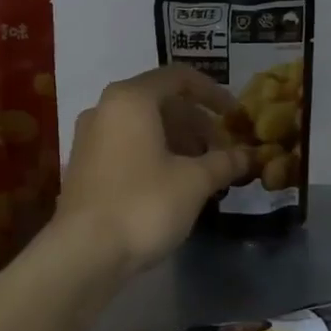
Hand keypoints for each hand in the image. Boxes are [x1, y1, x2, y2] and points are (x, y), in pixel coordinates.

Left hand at [55, 66, 250, 274]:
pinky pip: (126, 145)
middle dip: (196, 122)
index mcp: (131, 98)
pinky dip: (153, 153)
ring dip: (177, 139)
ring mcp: (89, 137)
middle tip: (221, 150)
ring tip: (202, 169)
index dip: (213, 93)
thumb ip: (223, 162)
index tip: (235, 116)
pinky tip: (172, 183)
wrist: (83, 253)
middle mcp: (105, 108)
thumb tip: (247, 156)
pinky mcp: (83, 165)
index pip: (179, 77)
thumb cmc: (144, 203)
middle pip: (160, 101)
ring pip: (142, 125)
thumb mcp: (194, 181)